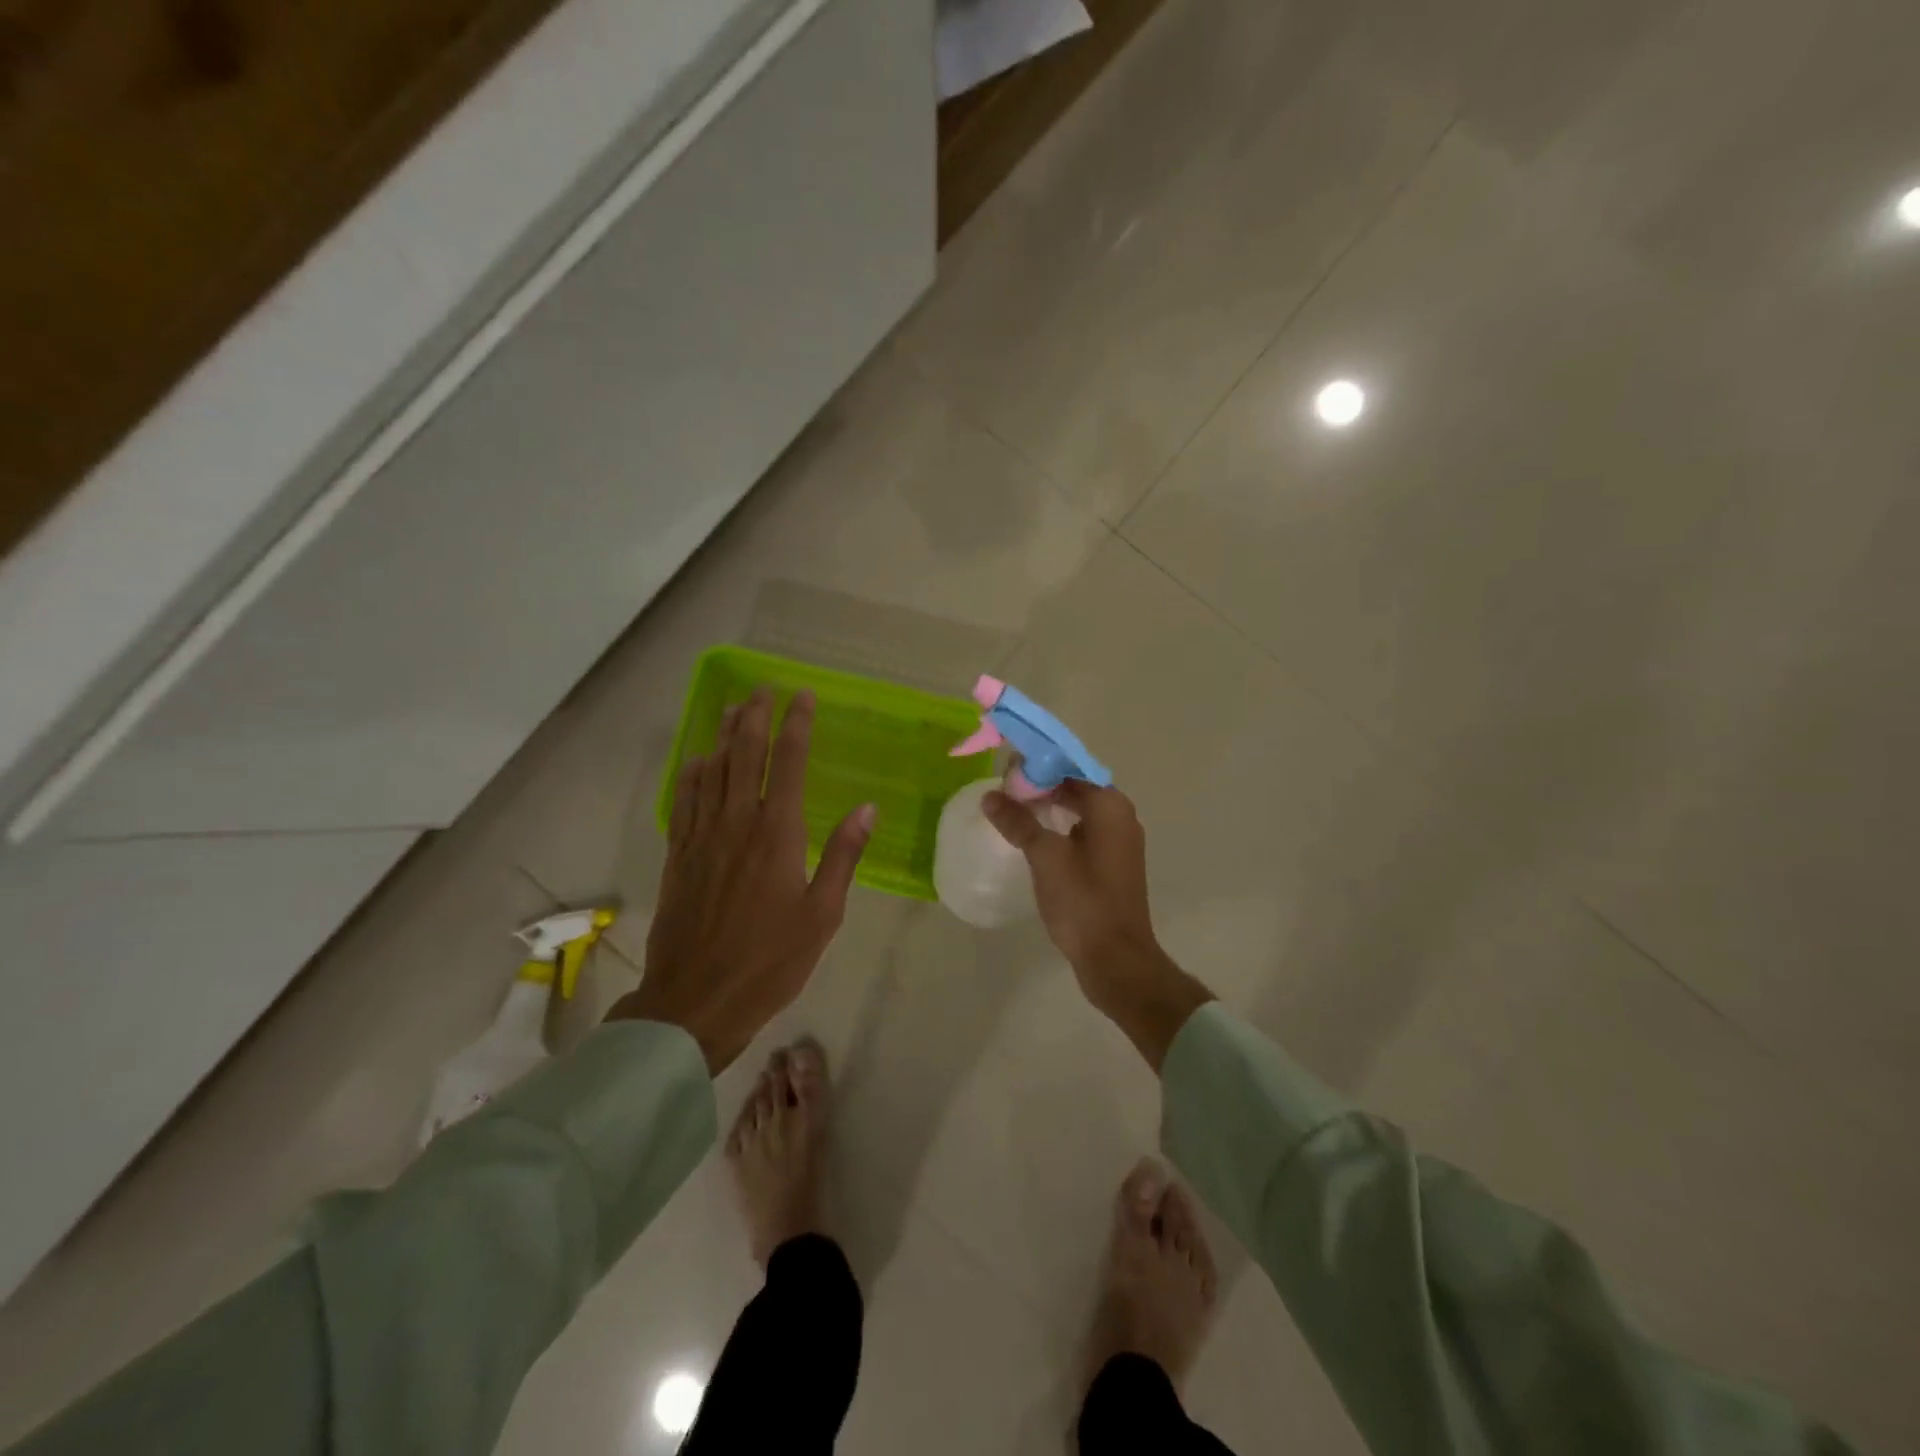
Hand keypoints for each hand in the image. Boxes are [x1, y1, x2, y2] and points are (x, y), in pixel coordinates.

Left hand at [607, 687, 873, 1072]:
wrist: (696, 1000)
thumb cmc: (771, 960)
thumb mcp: (823, 914)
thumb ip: (843, 856)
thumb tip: (867, 809)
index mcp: (777, 833)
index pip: (787, 762)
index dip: (796, 724)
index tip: (803, 697)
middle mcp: (737, 823)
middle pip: (744, 754)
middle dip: (755, 716)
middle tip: (762, 689)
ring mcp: (702, 836)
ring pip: (712, 770)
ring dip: (724, 735)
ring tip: (734, 709)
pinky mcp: (679, 855)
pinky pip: (684, 800)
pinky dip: (692, 773)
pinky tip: (698, 760)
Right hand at [982, 781, 1212, 1069]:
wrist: (1116, 959)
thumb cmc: (1083, 900)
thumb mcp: (1045, 856)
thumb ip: (1018, 821)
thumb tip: (990, 796)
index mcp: (1110, 805)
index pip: (1071, 767)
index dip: (1038, 764)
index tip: (1006, 768)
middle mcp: (1120, 816)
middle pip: (1076, 786)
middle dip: (1040, 785)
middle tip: (1002, 789)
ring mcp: (1118, 843)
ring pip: (1078, 810)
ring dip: (1047, 807)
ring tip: (1011, 810)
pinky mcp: (1111, 865)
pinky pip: (1082, 832)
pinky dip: (1058, 828)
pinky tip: (1033, 838)